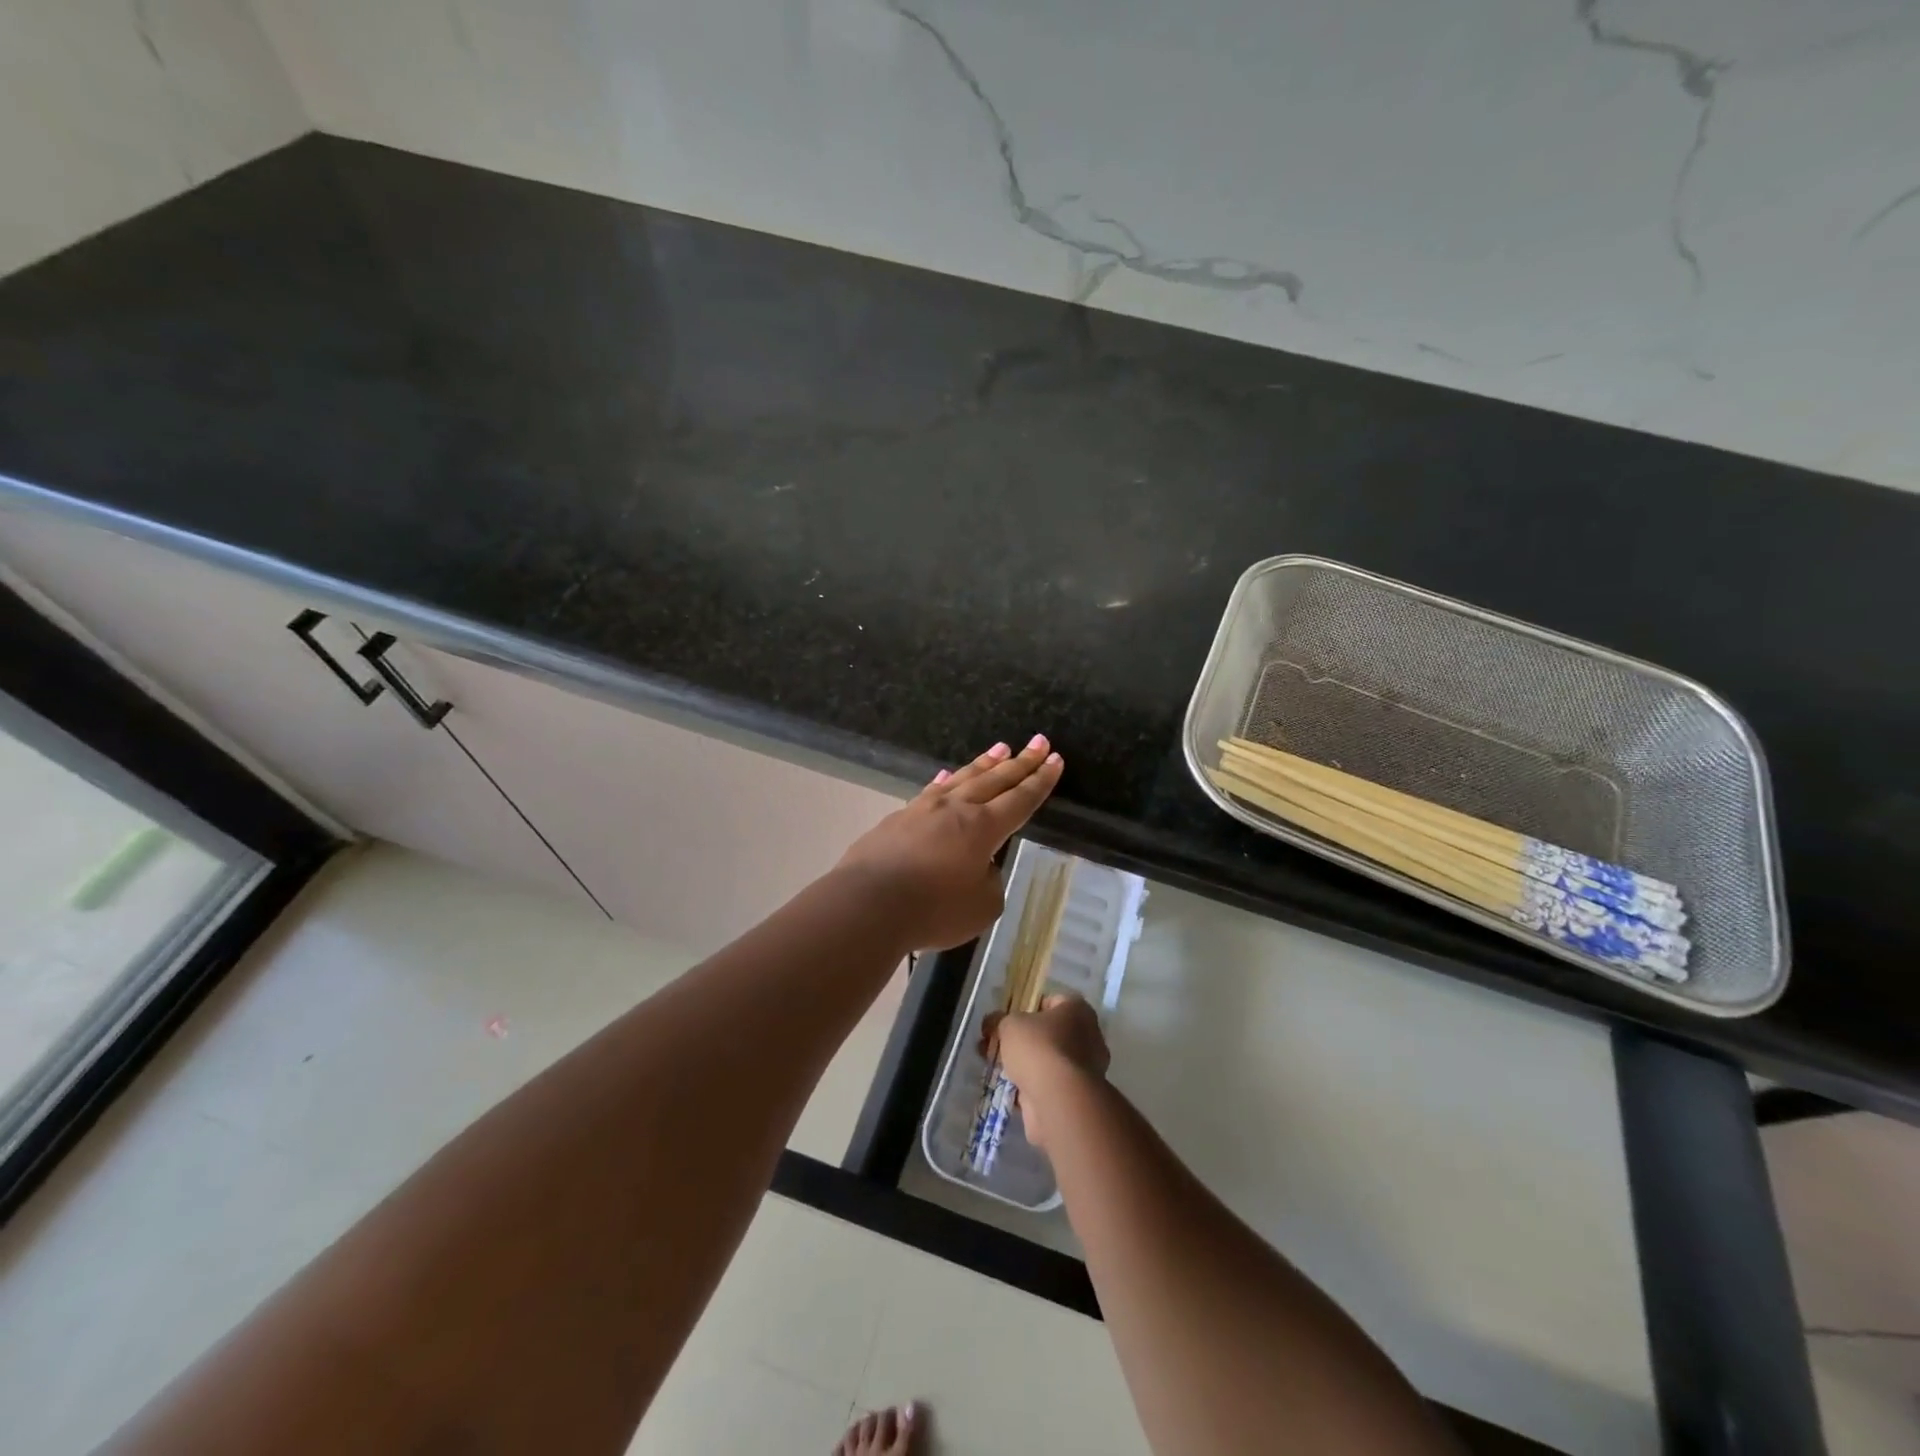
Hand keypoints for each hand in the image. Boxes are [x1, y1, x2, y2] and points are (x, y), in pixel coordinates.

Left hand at [836, 736, 1063, 951]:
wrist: (868, 903)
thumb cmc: (933, 910)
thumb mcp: (982, 906)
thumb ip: (989, 881)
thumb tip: (977, 866)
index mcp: (983, 828)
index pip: (1021, 799)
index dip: (1041, 781)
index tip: (1055, 759)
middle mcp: (956, 809)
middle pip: (995, 780)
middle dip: (1021, 762)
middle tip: (1039, 742)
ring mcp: (923, 810)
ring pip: (962, 779)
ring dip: (984, 764)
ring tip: (1001, 748)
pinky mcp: (897, 819)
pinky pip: (930, 792)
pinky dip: (944, 782)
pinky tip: (946, 776)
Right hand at [986, 993, 1109, 1151]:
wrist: (1058, 1100)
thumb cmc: (1038, 1048)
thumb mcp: (1009, 1024)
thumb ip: (998, 1020)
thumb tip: (992, 1023)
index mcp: (1078, 1010)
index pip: (1050, 1001)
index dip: (1025, 1007)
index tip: (1006, 1018)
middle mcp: (1087, 1036)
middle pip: (1047, 1033)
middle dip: (1021, 1039)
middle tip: (995, 1044)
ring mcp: (1084, 1069)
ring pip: (1046, 1060)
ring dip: (1023, 1064)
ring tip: (993, 1066)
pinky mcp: (1075, 1095)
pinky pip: (1047, 1084)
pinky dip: (1029, 1086)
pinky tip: (1005, 1088)